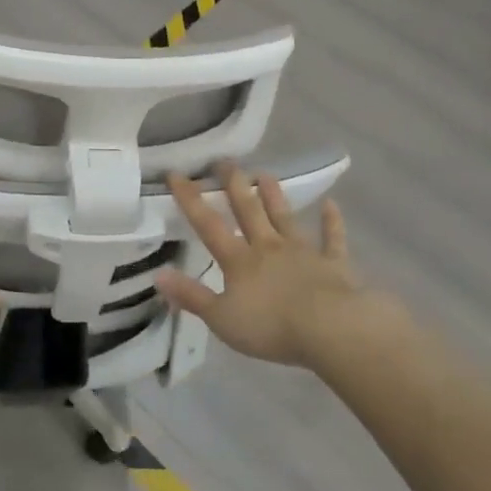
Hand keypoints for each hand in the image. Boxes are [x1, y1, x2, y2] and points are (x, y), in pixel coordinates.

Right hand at [155, 164, 366, 367]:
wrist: (330, 329)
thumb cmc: (271, 327)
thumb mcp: (221, 318)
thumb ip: (191, 296)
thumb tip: (157, 274)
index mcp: (238, 261)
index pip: (208, 225)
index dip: (190, 199)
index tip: (176, 174)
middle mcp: (267, 247)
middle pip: (248, 210)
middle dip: (234, 185)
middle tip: (225, 161)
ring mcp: (302, 252)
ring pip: (284, 217)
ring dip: (274, 196)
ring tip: (265, 173)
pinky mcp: (333, 263)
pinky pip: (332, 239)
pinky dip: (332, 222)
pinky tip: (332, 205)